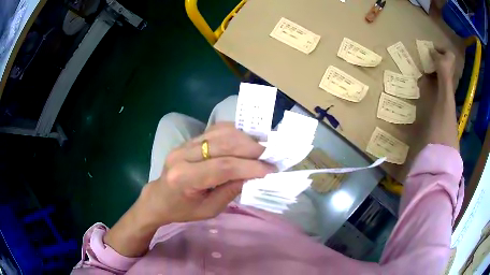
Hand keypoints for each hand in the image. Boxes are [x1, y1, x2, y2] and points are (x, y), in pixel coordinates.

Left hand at [137, 122, 274, 226]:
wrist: (159, 198)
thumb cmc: (183, 210)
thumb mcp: (209, 210)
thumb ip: (231, 191)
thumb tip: (254, 174)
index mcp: (184, 178)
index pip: (223, 167)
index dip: (250, 166)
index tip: (270, 169)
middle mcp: (182, 155)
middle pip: (223, 144)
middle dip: (251, 149)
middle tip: (269, 155)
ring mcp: (185, 144)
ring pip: (220, 133)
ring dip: (244, 138)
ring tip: (260, 148)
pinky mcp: (189, 140)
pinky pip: (215, 130)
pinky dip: (234, 132)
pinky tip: (246, 139)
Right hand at [430, 46, 455, 82]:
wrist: (445, 81)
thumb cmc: (442, 66)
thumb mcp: (436, 56)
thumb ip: (433, 52)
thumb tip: (430, 49)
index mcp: (450, 53)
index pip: (442, 48)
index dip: (435, 48)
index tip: (430, 49)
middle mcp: (452, 59)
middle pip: (443, 55)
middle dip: (438, 55)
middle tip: (432, 55)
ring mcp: (452, 67)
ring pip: (444, 61)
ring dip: (438, 61)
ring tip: (433, 61)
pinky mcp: (450, 73)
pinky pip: (444, 67)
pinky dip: (440, 66)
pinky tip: (436, 67)